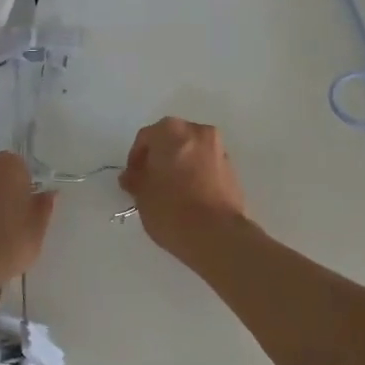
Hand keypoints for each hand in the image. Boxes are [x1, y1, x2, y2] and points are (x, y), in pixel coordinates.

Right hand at [119, 117, 249, 261]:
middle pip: (172, 139)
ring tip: (170, 191)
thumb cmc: (171, 209)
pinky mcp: (232, 169)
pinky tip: (190, 196)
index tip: (132, 179)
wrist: (217, 234)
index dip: (135, 158)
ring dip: (179, 164)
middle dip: (159, 158)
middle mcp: (198, 132)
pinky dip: (196, 174)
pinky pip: (207, 165)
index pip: (146, 137)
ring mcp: (219, 148)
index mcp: (172, 131)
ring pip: (191, 151)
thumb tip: (132, 175)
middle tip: (149, 182)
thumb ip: (135, 179)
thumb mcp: (142, 195)